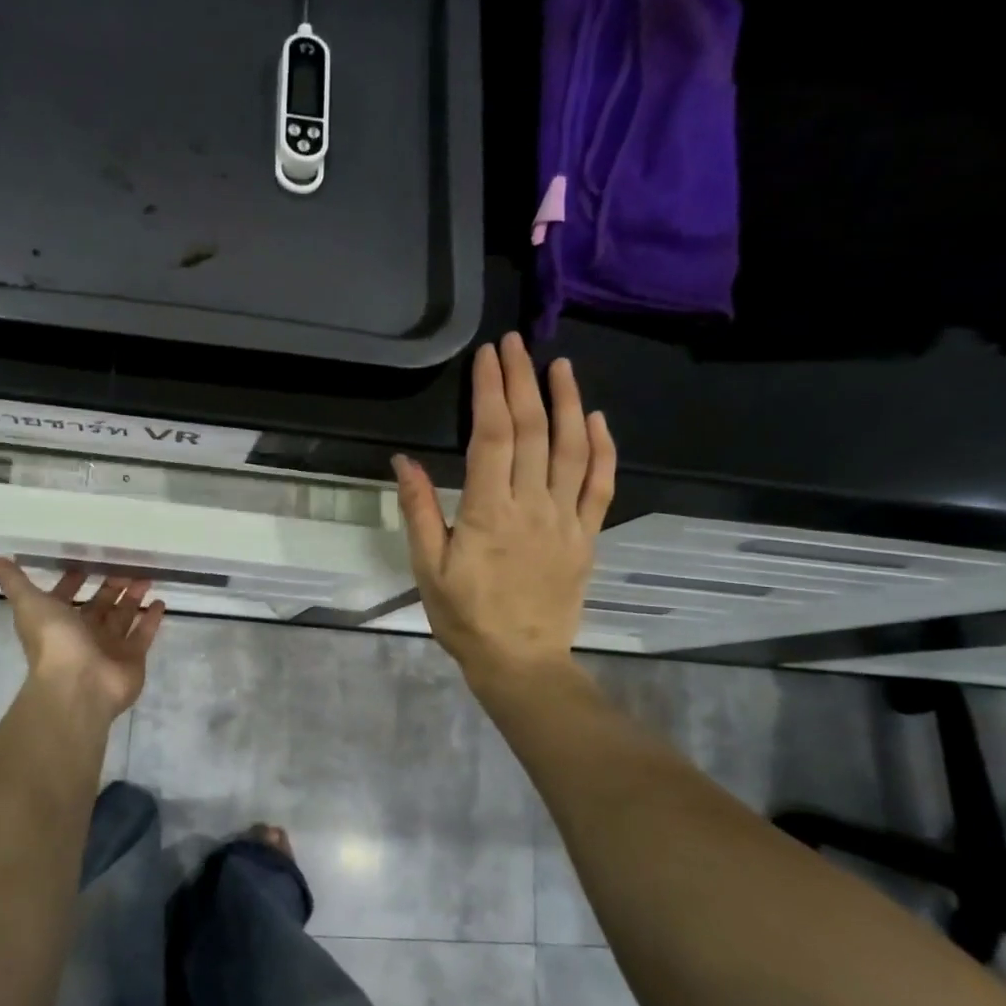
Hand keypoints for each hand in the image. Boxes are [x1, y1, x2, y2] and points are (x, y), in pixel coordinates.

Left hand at [0, 559, 165, 718]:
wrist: (78, 685)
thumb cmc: (54, 641)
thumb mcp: (29, 603)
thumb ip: (14, 581)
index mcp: (58, 622)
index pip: (66, 596)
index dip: (73, 580)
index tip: (87, 561)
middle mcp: (83, 634)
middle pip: (99, 605)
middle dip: (111, 585)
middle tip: (126, 564)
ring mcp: (109, 648)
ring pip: (122, 617)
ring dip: (133, 597)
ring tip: (146, 576)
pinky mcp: (132, 658)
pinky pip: (143, 634)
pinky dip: (150, 619)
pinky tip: (160, 601)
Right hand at [392, 334, 615, 688]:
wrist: (521, 661)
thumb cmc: (465, 617)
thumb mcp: (428, 568)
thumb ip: (419, 511)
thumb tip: (404, 461)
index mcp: (489, 511)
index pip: (492, 436)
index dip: (491, 390)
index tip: (488, 356)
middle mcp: (532, 504)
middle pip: (531, 430)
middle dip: (522, 381)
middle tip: (516, 343)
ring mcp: (566, 518)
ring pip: (572, 448)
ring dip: (567, 402)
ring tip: (560, 365)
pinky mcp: (586, 535)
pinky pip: (601, 484)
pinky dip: (602, 448)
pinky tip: (597, 420)